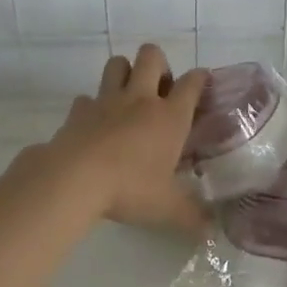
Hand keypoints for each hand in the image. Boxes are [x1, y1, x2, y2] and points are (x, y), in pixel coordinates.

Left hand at [35, 43, 209, 233]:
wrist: (74, 179)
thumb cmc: (130, 188)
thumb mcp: (167, 208)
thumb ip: (191, 216)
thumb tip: (212, 230)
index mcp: (169, 116)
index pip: (192, 83)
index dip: (200, 78)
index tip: (202, 83)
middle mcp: (140, 99)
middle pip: (151, 56)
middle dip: (158, 64)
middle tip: (160, 89)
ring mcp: (107, 100)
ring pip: (117, 63)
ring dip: (124, 72)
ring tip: (128, 96)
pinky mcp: (78, 110)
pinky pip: (86, 97)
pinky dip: (91, 106)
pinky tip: (94, 124)